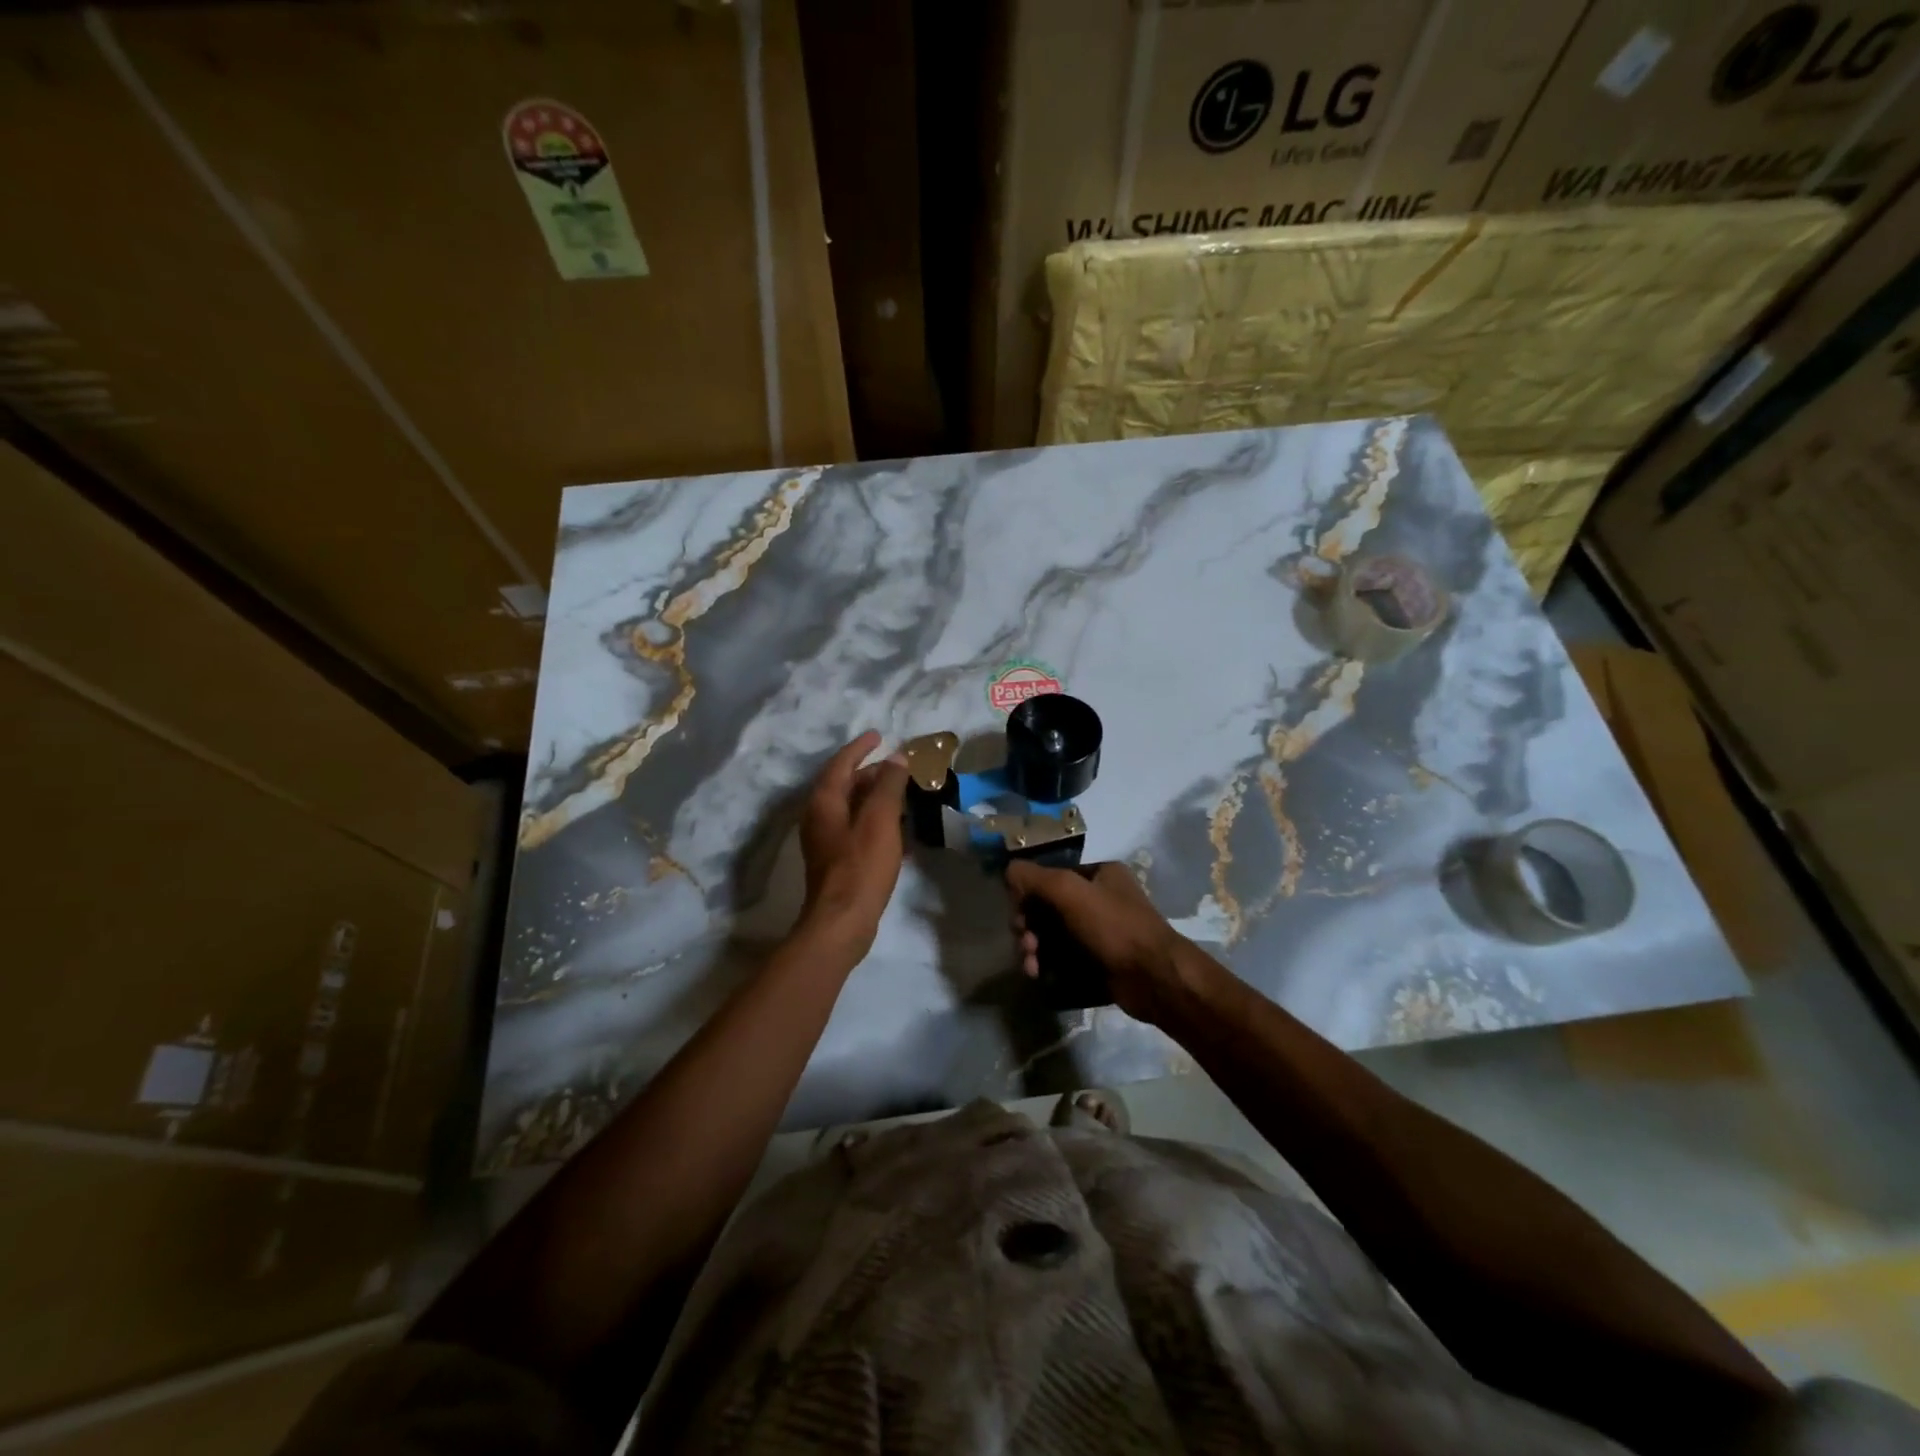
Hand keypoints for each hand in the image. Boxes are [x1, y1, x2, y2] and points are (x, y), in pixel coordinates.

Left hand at [797, 731, 909, 955]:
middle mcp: (819, 818)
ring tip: (904, 795)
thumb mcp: (880, 820)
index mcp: (824, 802)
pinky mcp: (837, 863)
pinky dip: (877, 823)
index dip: (860, 748)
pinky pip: (858, 831)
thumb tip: (897, 758)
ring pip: (852, 809)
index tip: (879, 735)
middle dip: (872, 773)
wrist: (842, 923)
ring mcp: (826, 842)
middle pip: (845, 785)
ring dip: (876, 799)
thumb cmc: (861, 866)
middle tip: (899, 767)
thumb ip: (889, 786)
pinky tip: (901, 832)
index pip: (841, 764)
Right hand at [1006, 860, 1204, 1024]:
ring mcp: (1102, 932)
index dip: (1028, 894)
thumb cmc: (1114, 927)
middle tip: (1025, 945)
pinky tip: (1039, 976)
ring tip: (1031, 967)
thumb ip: (1035, 877)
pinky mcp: (1101, 962)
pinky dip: (1049, 965)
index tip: (1018, 917)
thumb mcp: (1070, 892)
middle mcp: (1101, 898)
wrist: (1155, 979)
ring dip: (1035, 949)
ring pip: (1054, 935)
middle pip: (1048, 907)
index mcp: (1099, 874)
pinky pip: (1065, 958)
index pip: (1051, 876)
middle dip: (1029, 927)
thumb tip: (1009, 871)